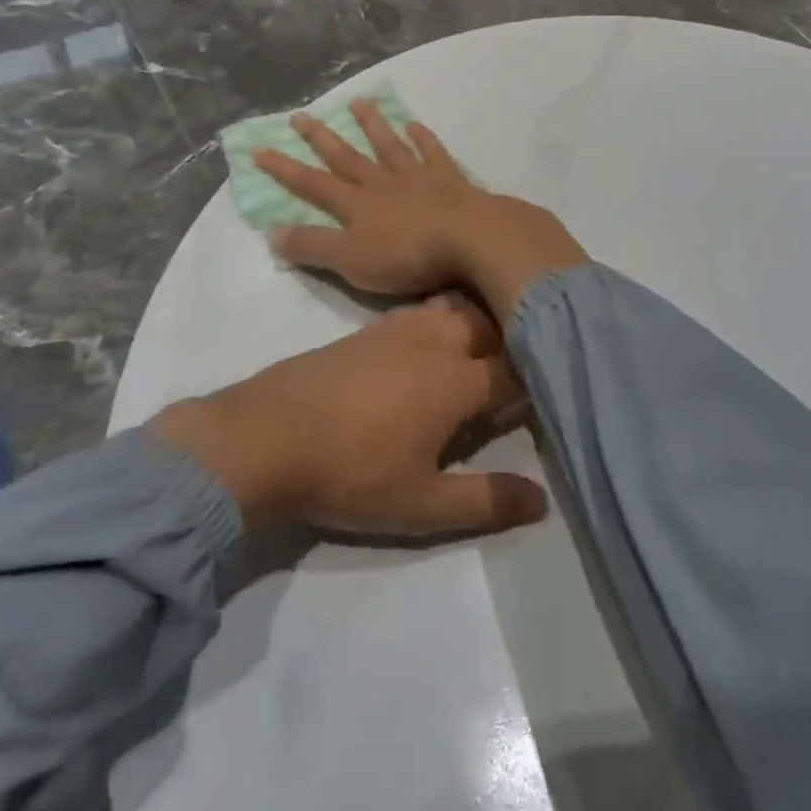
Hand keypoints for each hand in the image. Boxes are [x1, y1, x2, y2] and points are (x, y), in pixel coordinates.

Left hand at [149, 295, 547, 538]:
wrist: (267, 436)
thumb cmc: (352, 473)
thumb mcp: (423, 504)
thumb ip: (486, 500)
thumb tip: (542, 500)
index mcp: (457, 379)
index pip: (514, 371)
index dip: (533, 385)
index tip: (543, 400)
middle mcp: (436, 340)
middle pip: (490, 323)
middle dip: (510, 342)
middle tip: (514, 372)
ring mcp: (399, 327)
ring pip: (456, 307)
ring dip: (477, 321)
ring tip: (479, 351)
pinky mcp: (369, 328)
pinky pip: (422, 308)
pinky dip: (441, 317)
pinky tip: (428, 344)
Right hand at [253, 102, 488, 296]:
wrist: (469, 239)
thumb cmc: (407, 255)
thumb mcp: (351, 260)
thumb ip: (313, 246)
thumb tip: (272, 233)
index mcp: (356, 204)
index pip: (312, 184)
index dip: (285, 169)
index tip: (260, 148)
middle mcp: (382, 182)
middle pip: (346, 156)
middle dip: (321, 137)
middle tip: (300, 115)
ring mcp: (417, 176)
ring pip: (388, 145)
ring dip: (372, 125)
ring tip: (359, 103)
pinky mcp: (449, 179)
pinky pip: (432, 152)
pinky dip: (423, 138)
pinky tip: (415, 125)